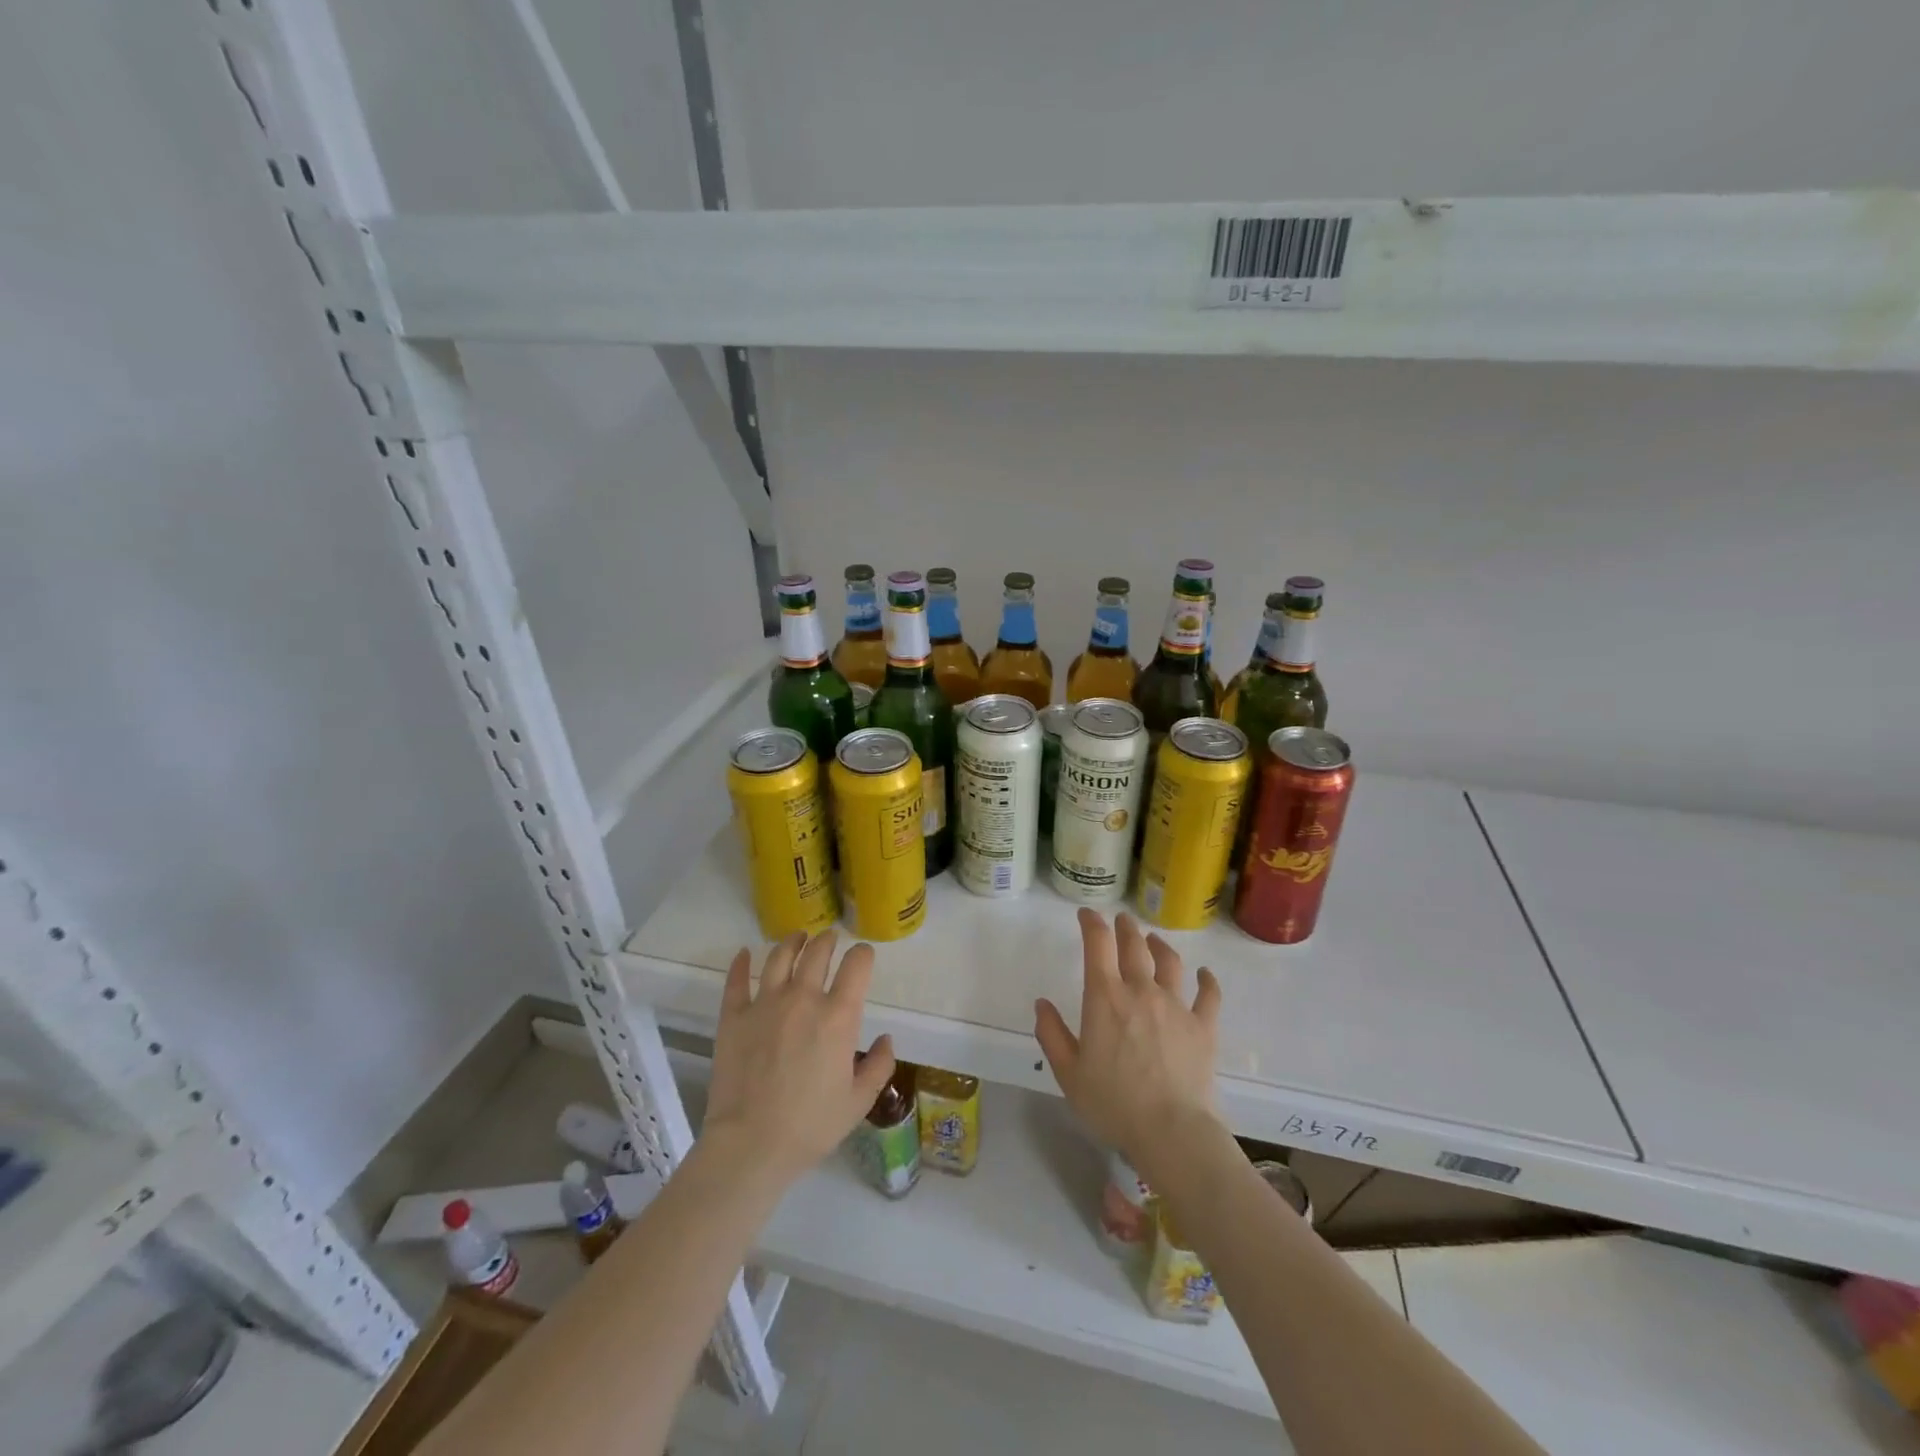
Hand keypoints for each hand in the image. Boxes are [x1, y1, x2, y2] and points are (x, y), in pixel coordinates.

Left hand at [703, 931, 895, 1184]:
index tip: (863, 956)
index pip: (857, 964)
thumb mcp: (858, 1102)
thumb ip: (879, 1066)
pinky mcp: (733, 1017)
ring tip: (797, 938)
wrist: (751, 1145)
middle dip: (828, 940)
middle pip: (818, 952)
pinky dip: (741, 963)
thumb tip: (885, 1039)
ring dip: (792, 942)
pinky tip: (744, 954)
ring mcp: (764, 1004)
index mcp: (838, 1016)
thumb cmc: (811, 1126)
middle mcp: (803, 998)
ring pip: (779, 956)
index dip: (863, 954)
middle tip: (830, 940)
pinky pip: (737, 981)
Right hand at [1034, 910, 1223, 1170]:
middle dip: (1125, 928)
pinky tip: (1205, 974)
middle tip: (1121, 921)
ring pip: (1169, 962)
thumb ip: (1052, 1034)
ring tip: (1154, 940)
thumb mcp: (1068, 1073)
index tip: (1086, 914)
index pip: (1097, 944)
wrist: (1171, 1131)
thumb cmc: (1113, 1103)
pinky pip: (1208, 995)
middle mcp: (1141, 990)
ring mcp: (1176, 1006)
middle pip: (1134, 945)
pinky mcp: (1203, 1026)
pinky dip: (1207, 980)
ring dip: (1159, 946)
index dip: (1091, 923)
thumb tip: (1041, 1004)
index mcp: (1105, 997)